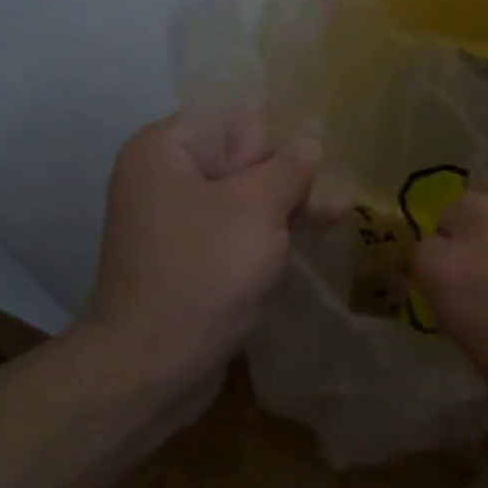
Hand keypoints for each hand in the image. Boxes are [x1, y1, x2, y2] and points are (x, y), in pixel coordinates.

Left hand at [92, 114, 318, 384]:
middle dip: (286, 175)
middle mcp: (164, 177)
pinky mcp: (190, 256)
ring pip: (243, 195)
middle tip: (326, 195)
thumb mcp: (255, 208)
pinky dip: (268, 231)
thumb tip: (310, 142)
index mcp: (164, 150)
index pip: (229, 118)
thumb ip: (288, 168)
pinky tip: (313, 232)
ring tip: (337, 212)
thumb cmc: (202, 272)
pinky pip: (234, 228)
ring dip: (287, 203)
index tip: (301, 167)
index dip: (270, 140)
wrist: (150, 369)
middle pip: (239, 156)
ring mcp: (175, 220)